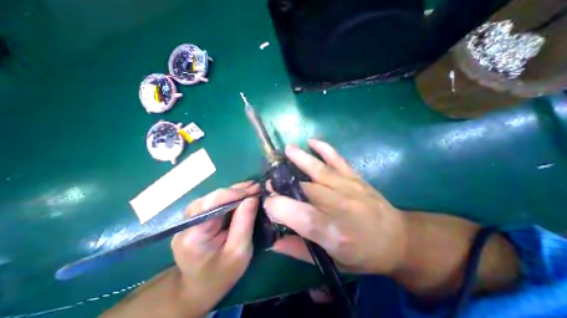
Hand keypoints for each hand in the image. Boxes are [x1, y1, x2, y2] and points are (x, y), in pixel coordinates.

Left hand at [170, 180, 257, 314]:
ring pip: (213, 197)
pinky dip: (230, 197)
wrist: (200, 287)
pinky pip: (214, 202)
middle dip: (236, 191)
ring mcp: (189, 220)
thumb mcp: (239, 251)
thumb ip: (245, 222)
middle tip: (256, 187)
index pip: (211, 204)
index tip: (255, 190)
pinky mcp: (196, 218)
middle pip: (212, 198)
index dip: (233, 194)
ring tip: (251, 188)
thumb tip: (252, 197)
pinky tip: (242, 194)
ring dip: (234, 192)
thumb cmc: (222, 274)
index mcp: (194, 235)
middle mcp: (187, 223)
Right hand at [264, 139, 410, 275]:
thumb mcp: (331, 261)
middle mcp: (339, 205)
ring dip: (300, 158)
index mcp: (332, 231)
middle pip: (304, 189)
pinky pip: (337, 159)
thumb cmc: (363, 254)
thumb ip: (299, 250)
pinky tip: (312, 141)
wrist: (398, 240)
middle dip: (283, 183)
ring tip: (287, 150)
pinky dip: (324, 148)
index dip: (278, 206)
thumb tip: (274, 242)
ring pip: (318, 169)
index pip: (298, 214)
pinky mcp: (355, 177)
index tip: (268, 203)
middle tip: (272, 181)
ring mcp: (348, 187)